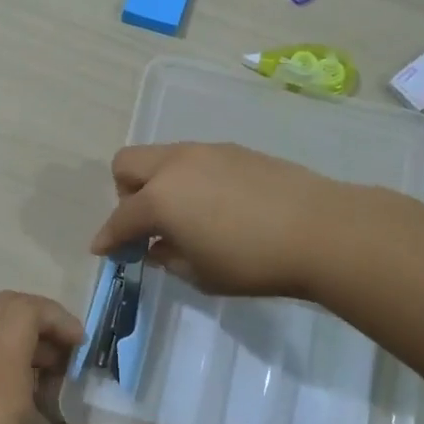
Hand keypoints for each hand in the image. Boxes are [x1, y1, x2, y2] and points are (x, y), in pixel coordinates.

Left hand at [0, 291, 149, 423]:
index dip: (58, 317)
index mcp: (0, 373)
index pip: (25, 309)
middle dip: (44, 317)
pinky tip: (22, 397)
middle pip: (8, 304)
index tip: (80, 350)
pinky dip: (8, 349)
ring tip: (50, 379)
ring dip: (26, 334)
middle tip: (67, 356)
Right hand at [89, 142, 336, 297]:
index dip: (108, 238)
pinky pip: (194, 159)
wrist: (319, 229)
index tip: (104, 251)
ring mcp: (206, 152)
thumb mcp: (201, 273)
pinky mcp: (234, 150)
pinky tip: (216, 205)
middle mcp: (175, 166)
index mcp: (160, 199)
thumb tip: (156, 247)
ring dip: (158, 183)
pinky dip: (189, 179)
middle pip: (127, 165)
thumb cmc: (253, 262)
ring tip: (185, 215)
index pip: (120, 218)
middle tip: (147, 225)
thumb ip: (169, 258)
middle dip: (125, 195)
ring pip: (162, 157)